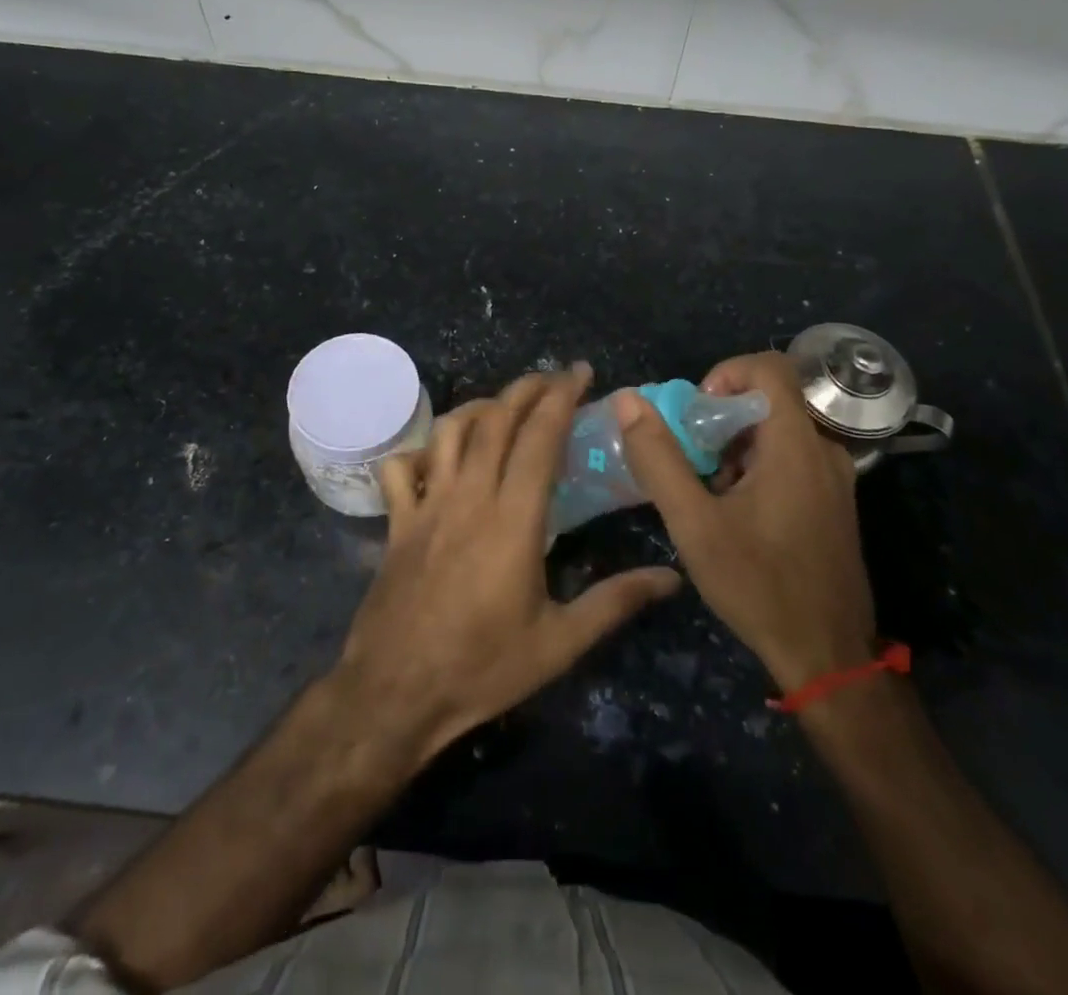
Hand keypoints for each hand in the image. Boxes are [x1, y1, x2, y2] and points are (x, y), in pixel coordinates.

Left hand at [336, 365, 680, 761]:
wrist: (396, 692)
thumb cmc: (482, 668)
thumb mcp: (559, 642)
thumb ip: (615, 602)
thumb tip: (672, 578)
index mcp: (513, 519)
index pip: (540, 438)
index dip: (561, 398)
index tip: (581, 374)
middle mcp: (469, 496)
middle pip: (496, 420)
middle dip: (527, 389)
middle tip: (553, 379)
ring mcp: (427, 505)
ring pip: (450, 432)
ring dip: (479, 408)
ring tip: (504, 408)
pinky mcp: (398, 522)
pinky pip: (401, 467)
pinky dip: (420, 450)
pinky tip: (439, 457)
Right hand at [615, 351, 875, 692]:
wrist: (826, 655)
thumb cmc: (758, 584)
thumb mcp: (694, 523)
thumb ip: (659, 458)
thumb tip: (628, 401)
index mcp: (796, 444)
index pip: (769, 366)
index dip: (725, 373)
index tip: (697, 413)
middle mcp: (823, 450)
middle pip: (770, 397)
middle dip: (722, 416)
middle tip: (693, 454)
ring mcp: (834, 477)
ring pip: (779, 429)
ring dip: (737, 443)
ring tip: (710, 488)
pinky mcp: (833, 501)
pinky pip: (792, 457)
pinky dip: (758, 463)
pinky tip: (736, 509)